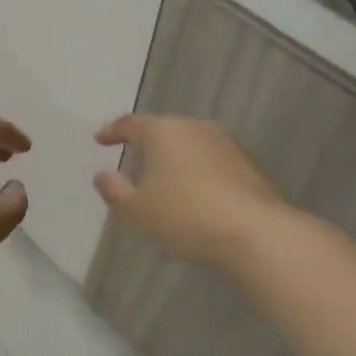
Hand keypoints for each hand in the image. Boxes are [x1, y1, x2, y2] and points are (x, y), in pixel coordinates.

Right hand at [94, 114, 284, 267]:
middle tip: (133, 158)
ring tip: (165, 177)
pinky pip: (213, 161)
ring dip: (176, 157)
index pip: (131, 123)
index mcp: (163, 131)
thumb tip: (102, 176)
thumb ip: (114, 191)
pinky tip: (197, 193)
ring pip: (191, 143)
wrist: (255, 232)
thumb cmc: (186, 215)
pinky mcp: (249, 164)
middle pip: (164, 129)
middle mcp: (196, 127)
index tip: (100, 140)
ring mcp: (227, 144)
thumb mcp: (137, 210)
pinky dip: (199, 170)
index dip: (112, 131)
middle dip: (147, 143)